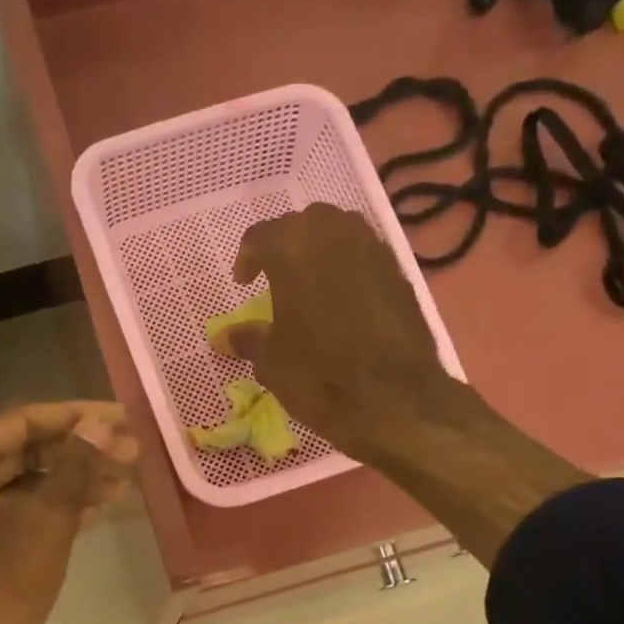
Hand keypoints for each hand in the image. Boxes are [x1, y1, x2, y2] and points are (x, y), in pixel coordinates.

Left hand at [0, 402, 138, 623]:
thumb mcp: (45, 521)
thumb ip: (76, 467)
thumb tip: (104, 425)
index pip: (23, 421)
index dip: (75, 415)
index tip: (121, 415)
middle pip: (27, 451)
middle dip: (80, 449)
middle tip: (131, 449)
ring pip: (30, 485)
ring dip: (76, 479)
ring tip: (127, 475)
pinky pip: (27, 515)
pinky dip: (62, 509)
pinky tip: (103, 506)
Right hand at [221, 203, 452, 455]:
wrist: (395, 399)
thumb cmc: (319, 375)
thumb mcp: (271, 362)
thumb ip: (248, 339)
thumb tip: (224, 337)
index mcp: (293, 247)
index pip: (261, 236)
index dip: (247, 258)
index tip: (242, 282)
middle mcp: (335, 233)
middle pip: (303, 225)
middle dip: (286, 246)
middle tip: (275, 276)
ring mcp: (373, 248)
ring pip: (338, 234)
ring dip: (320, 252)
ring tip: (309, 285)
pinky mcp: (399, 272)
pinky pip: (364, 257)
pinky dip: (348, 270)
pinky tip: (341, 301)